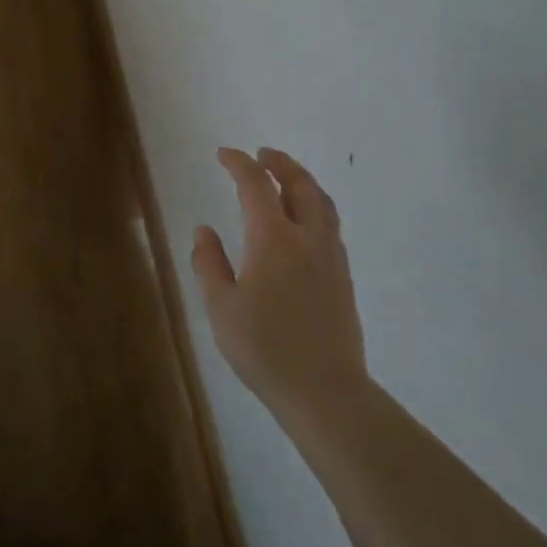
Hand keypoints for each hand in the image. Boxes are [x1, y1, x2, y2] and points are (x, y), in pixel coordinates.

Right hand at [192, 147, 369, 434]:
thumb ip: (209, 264)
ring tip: (285, 177)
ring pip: (322, 203)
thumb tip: (204, 230)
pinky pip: (330, 224)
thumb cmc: (265, 349)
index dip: (239, 164)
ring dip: (302, 181)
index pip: (256, 185)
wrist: (325, 392)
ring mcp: (331, 258)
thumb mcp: (221, 308)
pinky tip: (302, 221)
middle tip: (262, 153)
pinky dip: (315, 205)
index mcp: (274, 239)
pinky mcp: (343, 278)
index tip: (224, 153)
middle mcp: (308, 238)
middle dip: (280, 163)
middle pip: (300, 185)